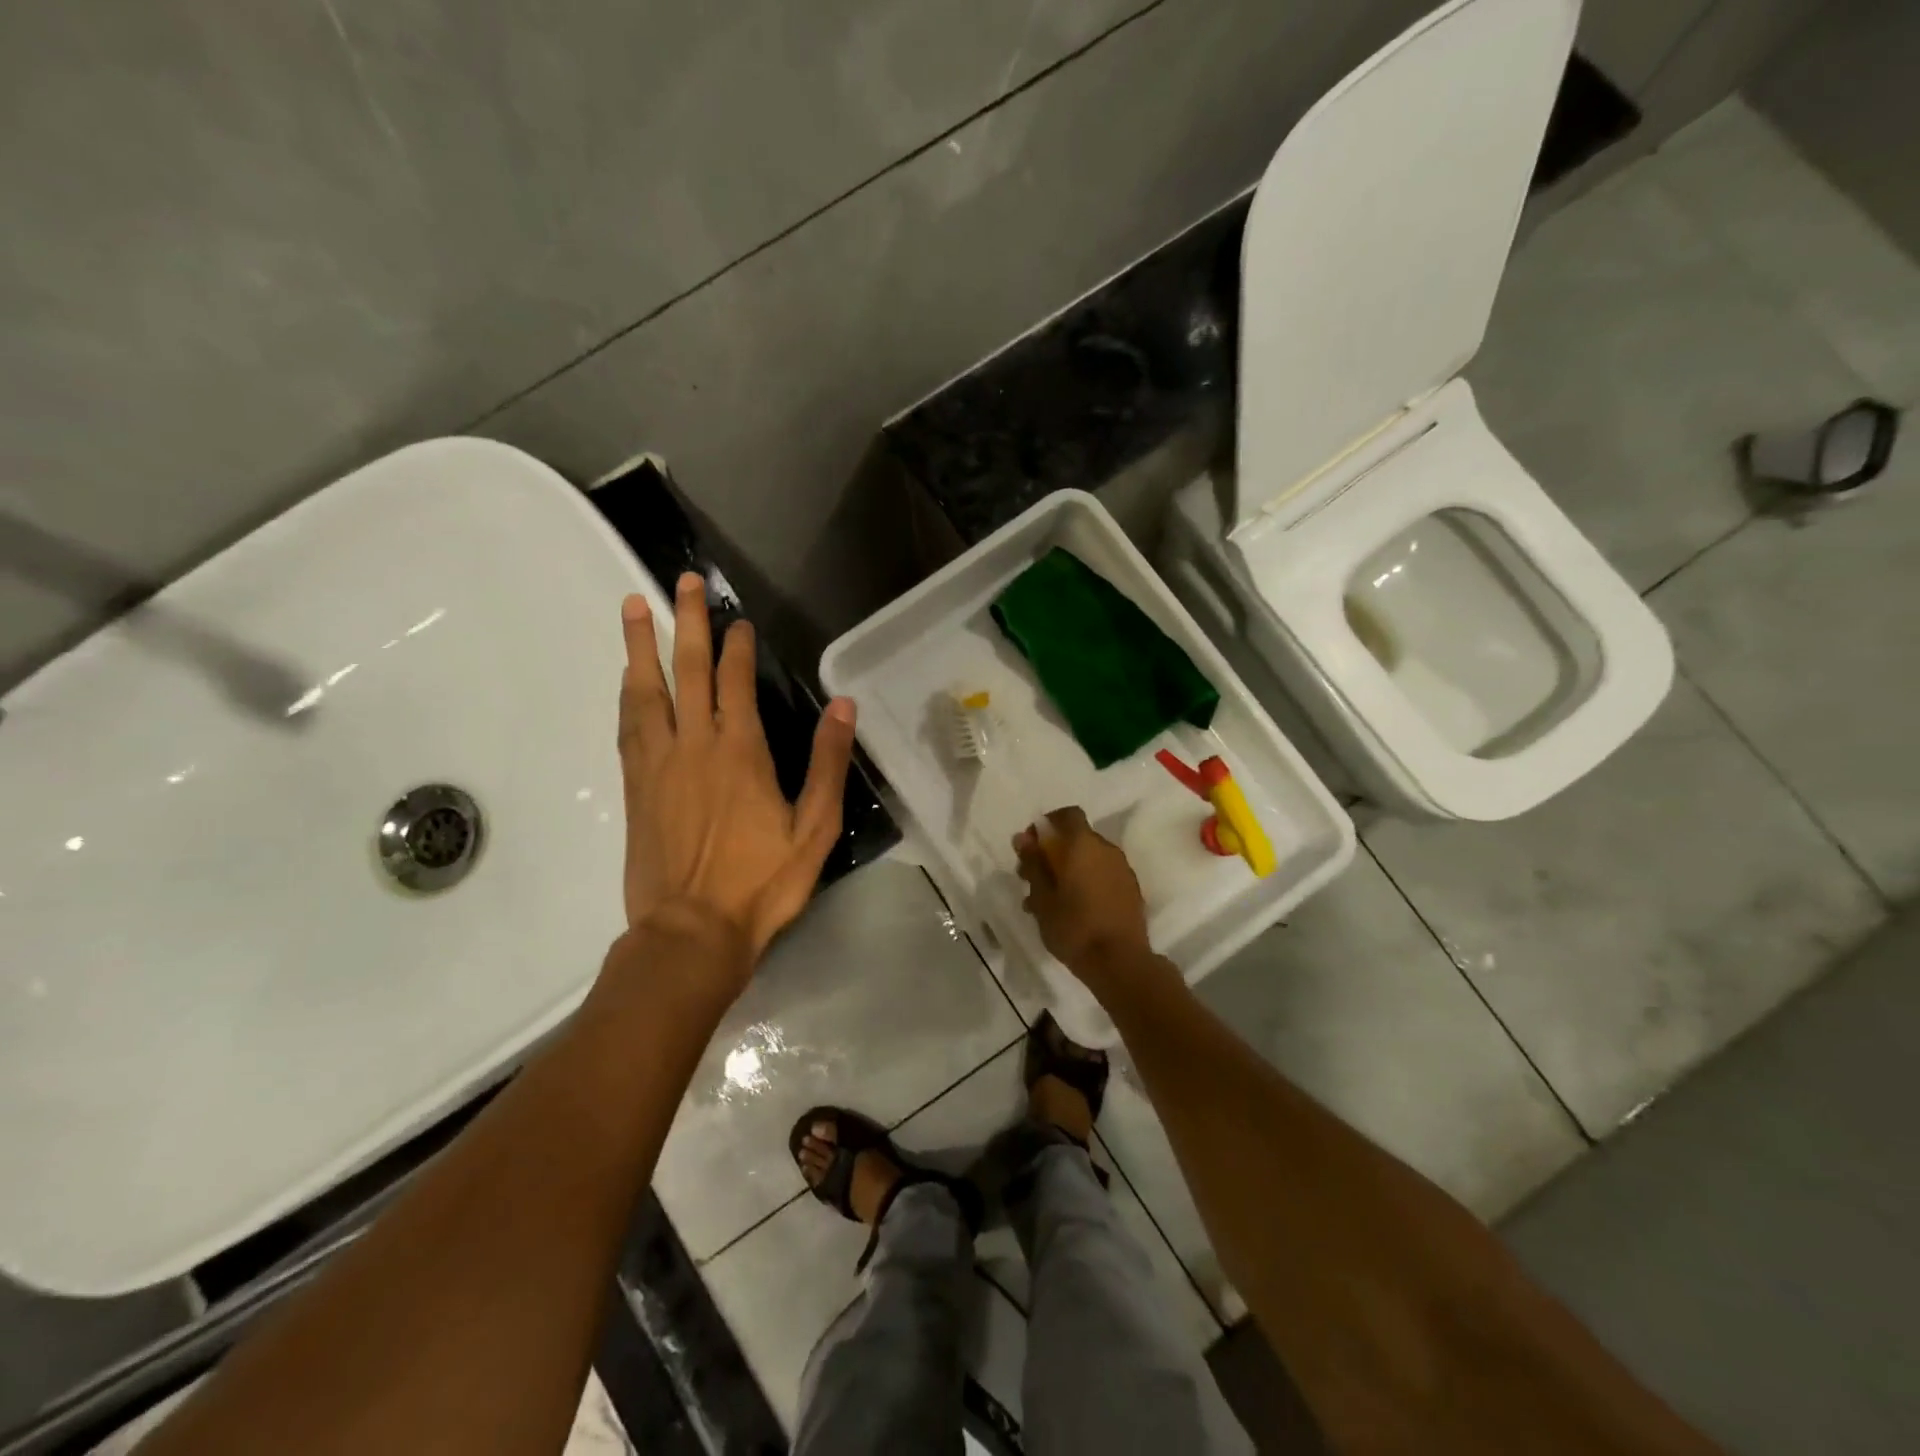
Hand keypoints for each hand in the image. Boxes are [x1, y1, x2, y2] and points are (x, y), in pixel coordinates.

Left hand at [614, 573, 856, 986]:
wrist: (690, 932)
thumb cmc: (762, 883)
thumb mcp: (815, 828)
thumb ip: (828, 763)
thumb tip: (843, 705)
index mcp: (741, 752)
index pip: (736, 682)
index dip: (736, 646)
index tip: (737, 620)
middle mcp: (695, 745)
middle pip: (686, 670)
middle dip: (686, 622)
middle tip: (681, 582)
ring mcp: (658, 764)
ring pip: (646, 691)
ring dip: (641, 646)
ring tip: (634, 607)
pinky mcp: (635, 787)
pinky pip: (628, 726)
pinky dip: (628, 694)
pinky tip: (627, 679)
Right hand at [1013, 807, 1152, 981]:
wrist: (1121, 963)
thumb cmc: (1074, 927)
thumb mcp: (1043, 897)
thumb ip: (1033, 863)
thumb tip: (1023, 838)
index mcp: (1084, 844)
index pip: (1067, 815)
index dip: (1047, 824)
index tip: (1030, 846)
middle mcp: (1107, 850)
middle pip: (1076, 839)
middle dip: (1052, 853)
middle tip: (1030, 879)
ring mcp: (1122, 870)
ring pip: (1088, 860)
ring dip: (1066, 871)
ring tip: (1045, 902)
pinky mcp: (1130, 891)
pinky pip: (1102, 876)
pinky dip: (1085, 883)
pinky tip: (1070, 911)